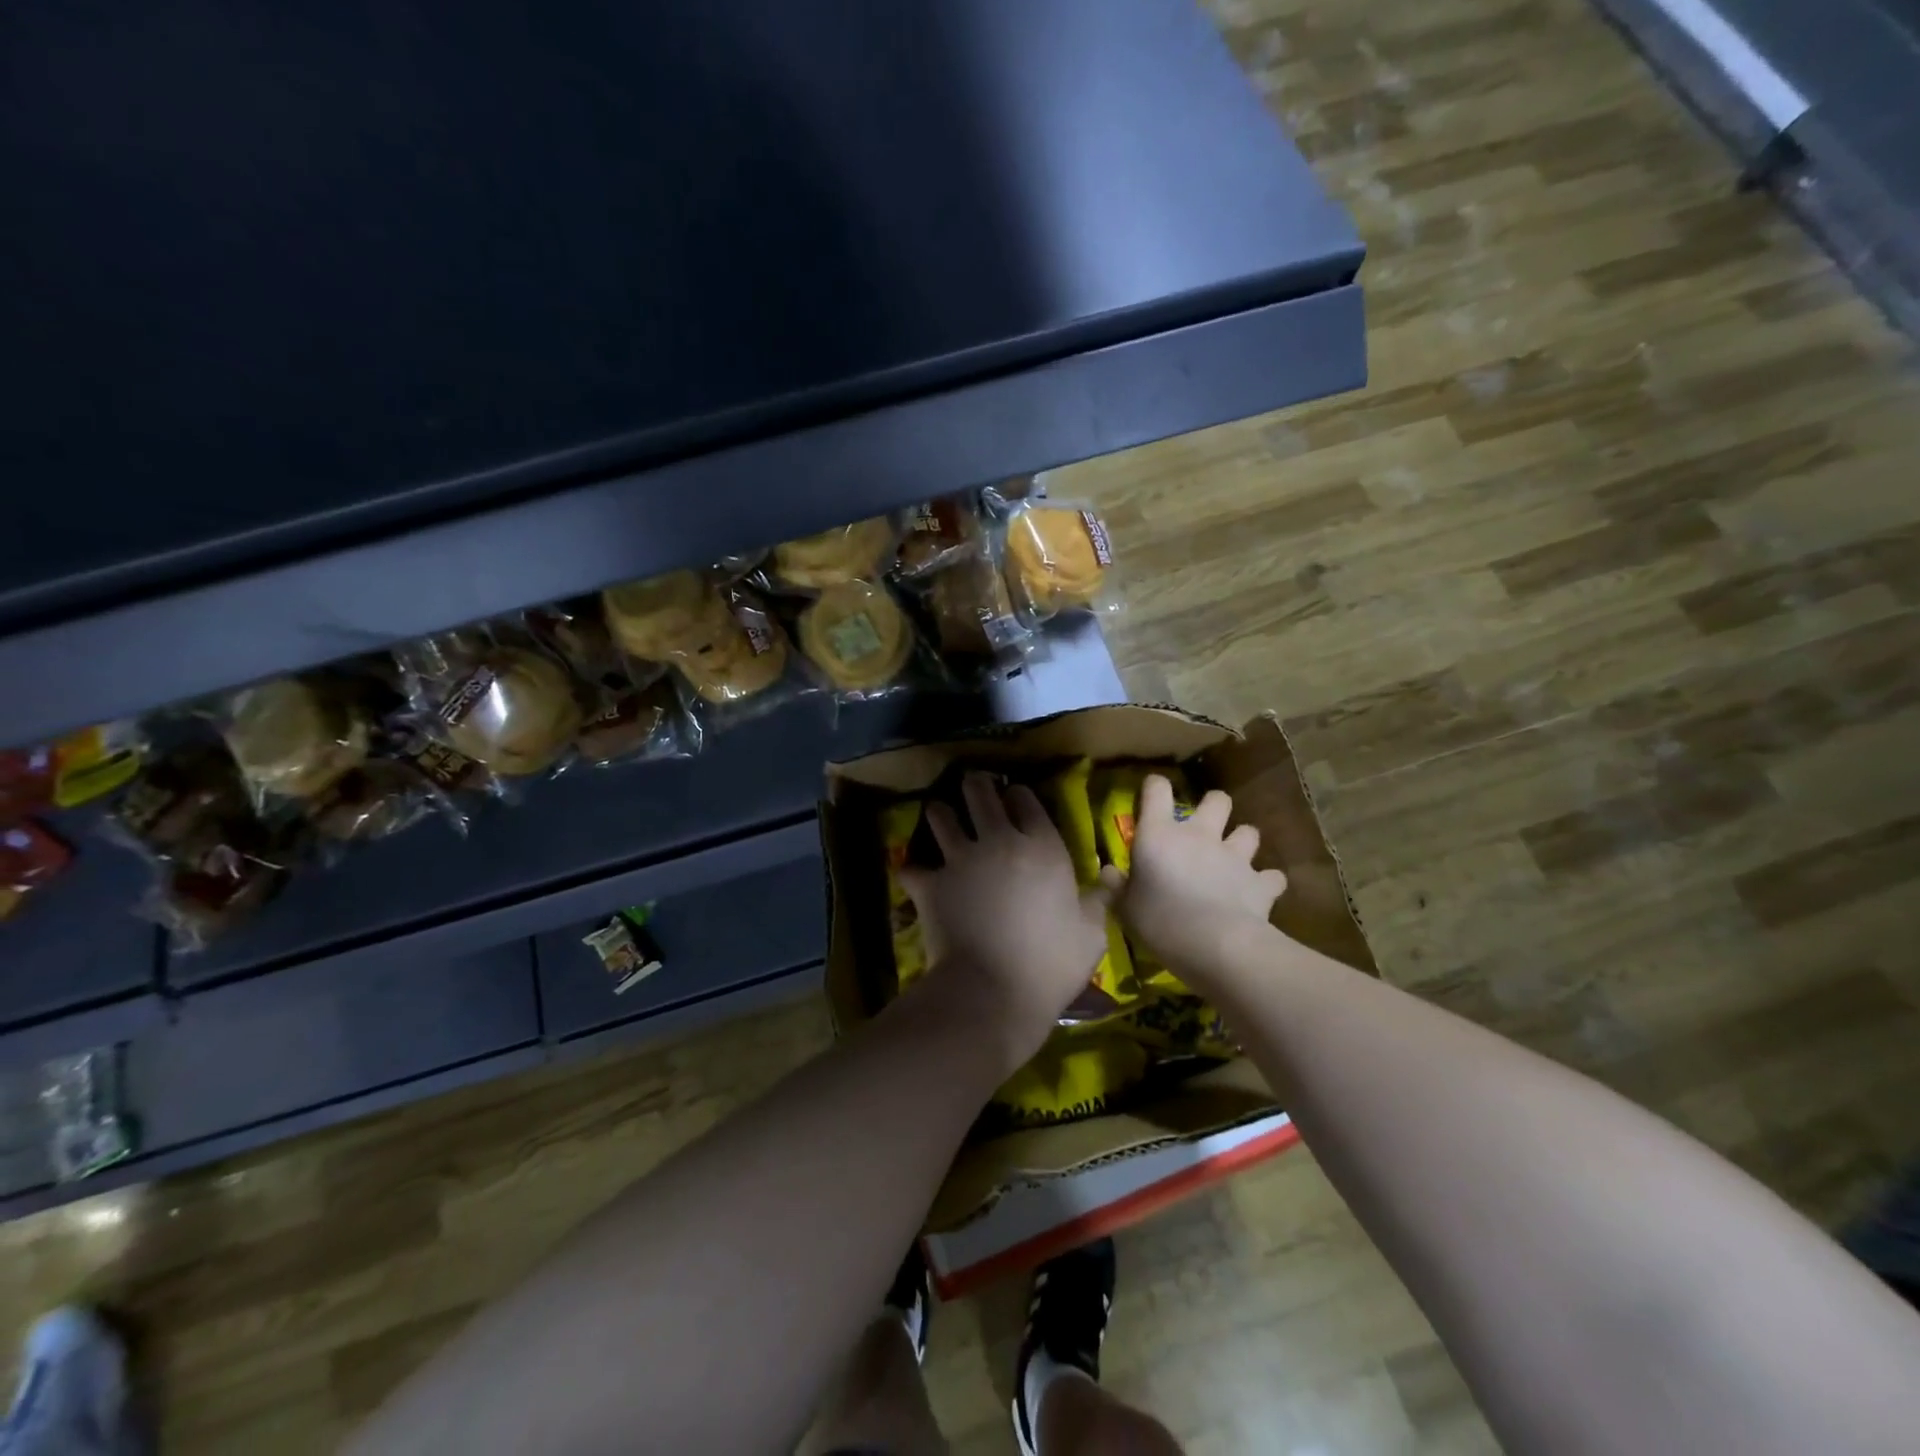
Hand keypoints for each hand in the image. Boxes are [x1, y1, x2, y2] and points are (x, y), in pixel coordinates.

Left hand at [901, 772, 1109, 1074]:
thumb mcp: (1092, 933)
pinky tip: (916, 875)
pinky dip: (912, 869)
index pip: (1024, 798)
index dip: (1017, 796)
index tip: (1014, 803)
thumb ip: (1099, 898)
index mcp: (1042, 846)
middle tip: (974, 791)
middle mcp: (999, 841)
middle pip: (978, 791)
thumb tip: (1111, 875)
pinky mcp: (930, 884)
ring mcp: (960, 859)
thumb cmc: (1052, 964)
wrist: (994, 992)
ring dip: (940, 814)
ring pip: (940, 814)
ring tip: (942, 820)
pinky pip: (911, 865)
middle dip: (975, 786)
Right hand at [1100, 776, 1286, 984]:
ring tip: (1234, 857)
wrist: (1215, 945)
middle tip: (1204, 826)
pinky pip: (1272, 876)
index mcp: (1160, 834)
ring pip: (1249, 831)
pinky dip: (1266, 882)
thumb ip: (1115, 886)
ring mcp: (1235, 856)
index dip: (1154, 787)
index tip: (1151, 795)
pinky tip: (1259, 892)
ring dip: (1242, 841)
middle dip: (1213, 806)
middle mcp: (1200, 835)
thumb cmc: (1160, 920)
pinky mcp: (1261, 882)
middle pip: (1216, 799)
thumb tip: (1106, 872)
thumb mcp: (1124, 907)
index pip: (1157, 790)